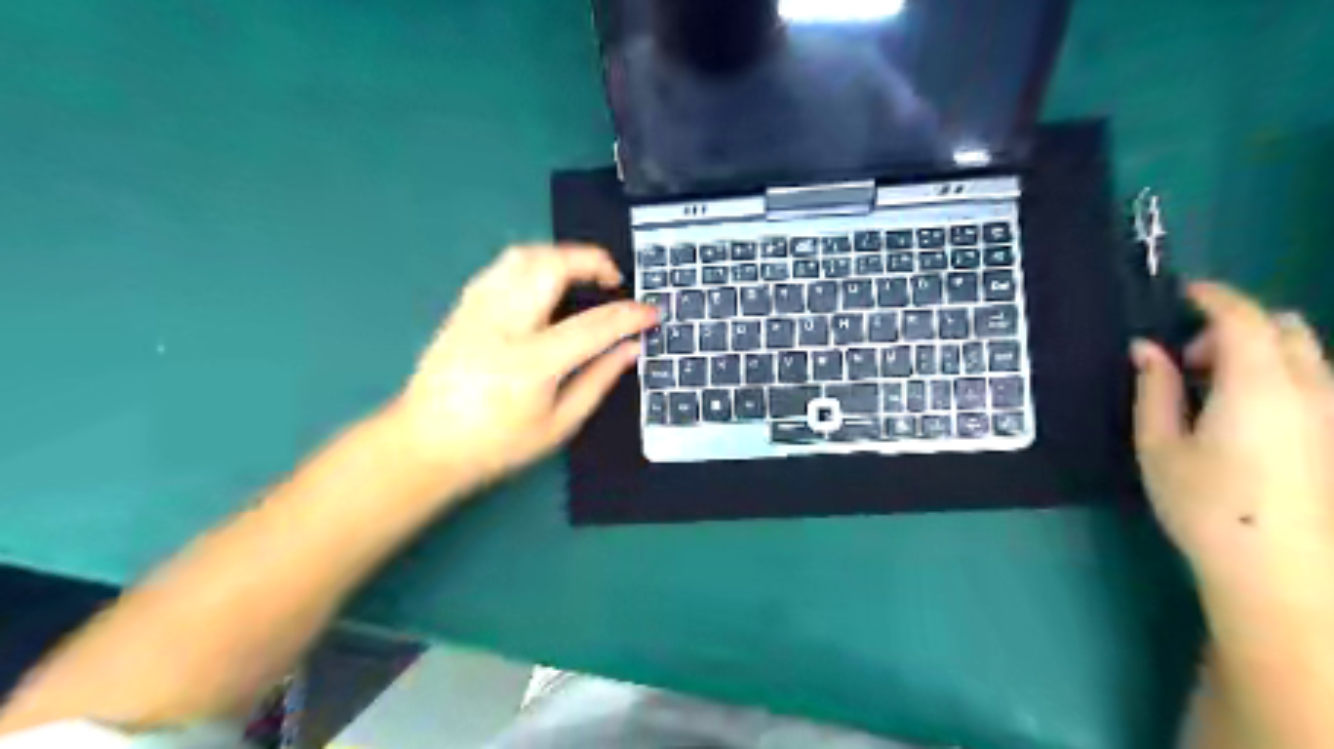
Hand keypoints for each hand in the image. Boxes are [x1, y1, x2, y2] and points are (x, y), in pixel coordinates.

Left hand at [386, 243, 654, 495]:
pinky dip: (534, 264)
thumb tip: (631, 348)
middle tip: (613, 280)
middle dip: (592, 261)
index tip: (651, 312)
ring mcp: (476, 310)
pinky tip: (545, 284)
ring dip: (563, 256)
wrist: (424, 443)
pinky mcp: (462, 306)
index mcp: (530, 365)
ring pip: (524, 256)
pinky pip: (503, 266)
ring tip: (583, 277)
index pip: (592, 326)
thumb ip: (599, 380)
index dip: (629, 315)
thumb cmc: (496, 444)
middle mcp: (501, 327)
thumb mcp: (559, 424)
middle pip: (552, 267)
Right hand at [1129, 279, 1333, 603]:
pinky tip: (1246, 411)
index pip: (1242, 317)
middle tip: (1190, 359)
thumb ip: (1154, 389)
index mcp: (1257, 385)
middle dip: (1235, 325)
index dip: (1212, 296)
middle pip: (1284, 326)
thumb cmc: (1206, 505)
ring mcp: (1332, 412)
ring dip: (1259, 349)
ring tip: (1214, 387)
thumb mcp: (1159, 445)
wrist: (1283, 571)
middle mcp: (1308, 387)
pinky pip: (1314, 379)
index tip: (1181, 292)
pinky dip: (1278, 373)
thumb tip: (1146, 348)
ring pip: (1305, 351)